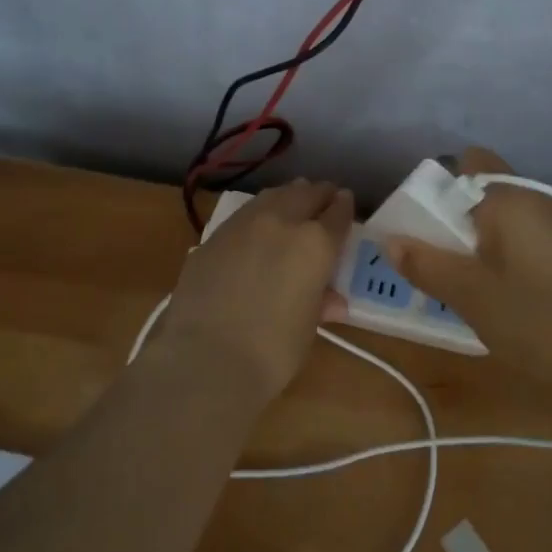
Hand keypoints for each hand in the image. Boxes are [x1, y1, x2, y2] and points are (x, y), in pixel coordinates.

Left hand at [157, 178, 353, 398]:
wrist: (205, 358)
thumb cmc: (272, 351)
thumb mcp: (308, 327)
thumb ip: (320, 301)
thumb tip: (331, 299)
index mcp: (316, 243)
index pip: (338, 213)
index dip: (345, 207)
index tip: (346, 202)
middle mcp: (282, 222)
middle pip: (305, 193)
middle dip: (318, 194)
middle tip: (324, 198)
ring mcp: (243, 224)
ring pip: (273, 195)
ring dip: (288, 196)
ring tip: (293, 202)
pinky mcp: (213, 236)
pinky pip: (245, 214)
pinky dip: (259, 213)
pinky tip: (258, 227)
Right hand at [381, 147, 551, 388]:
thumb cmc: (535, 319)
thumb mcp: (469, 294)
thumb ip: (426, 263)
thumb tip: (390, 240)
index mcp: (511, 197)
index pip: (469, 162)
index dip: (439, 185)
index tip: (422, 222)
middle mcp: (540, 200)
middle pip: (486, 190)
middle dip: (455, 218)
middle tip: (435, 257)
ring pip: (507, 218)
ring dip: (480, 239)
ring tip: (462, 280)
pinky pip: (527, 239)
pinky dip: (506, 254)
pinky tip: (499, 293)